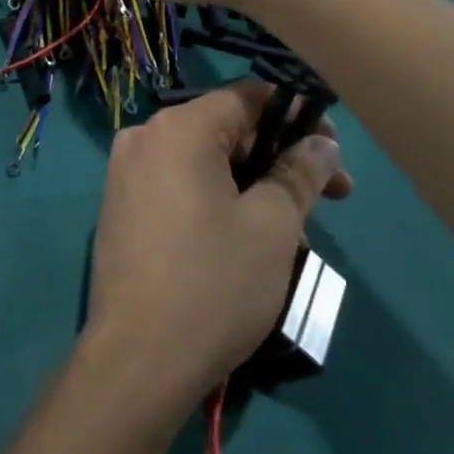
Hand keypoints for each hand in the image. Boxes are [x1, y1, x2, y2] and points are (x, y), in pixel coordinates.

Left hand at [84, 81, 351, 411]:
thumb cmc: (213, 283)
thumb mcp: (272, 225)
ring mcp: (125, 173)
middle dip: (279, 156)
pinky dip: (217, 197)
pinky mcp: (120, 206)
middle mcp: (143, 138)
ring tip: (293, 226)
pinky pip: (179, 184)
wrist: (139, 356)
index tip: (333, 154)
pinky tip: (246, 235)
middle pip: (224, 129)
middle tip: (330, 196)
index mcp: (177, 128)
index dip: (297, 116)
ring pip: (204, 160)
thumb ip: (299, 172)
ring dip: (253, 182)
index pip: (247, 97)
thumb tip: (320, 142)